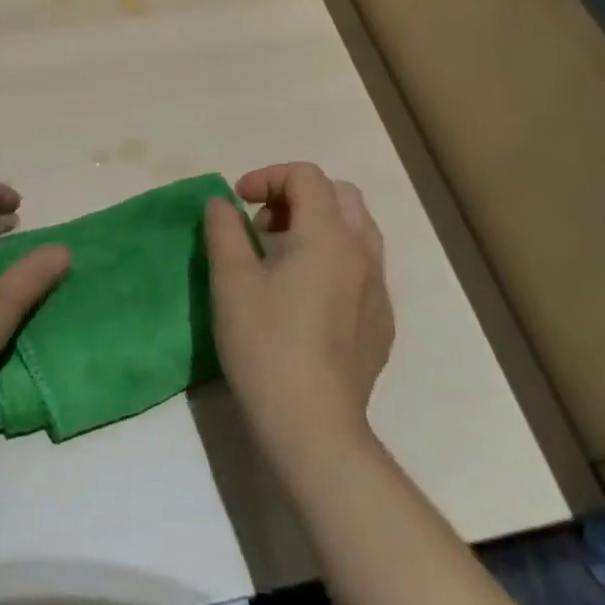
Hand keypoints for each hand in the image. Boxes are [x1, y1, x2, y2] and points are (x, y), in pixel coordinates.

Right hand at [204, 162, 393, 468]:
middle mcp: (363, 253)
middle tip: (262, 226)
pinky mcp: (381, 323)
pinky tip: (306, 296)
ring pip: (357, 230)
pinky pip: (363, 268)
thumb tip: (223, 203)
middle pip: (339, 195)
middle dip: (296, 196)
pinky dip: (334, 258)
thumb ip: (224, 229)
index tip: (238, 202)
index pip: (306, 176)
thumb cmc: (266, 345)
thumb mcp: (230, 280)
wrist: (313, 428)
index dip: (267, 177)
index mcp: (328, 235)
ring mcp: (378, 290)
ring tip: (283, 256)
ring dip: (319, 225)